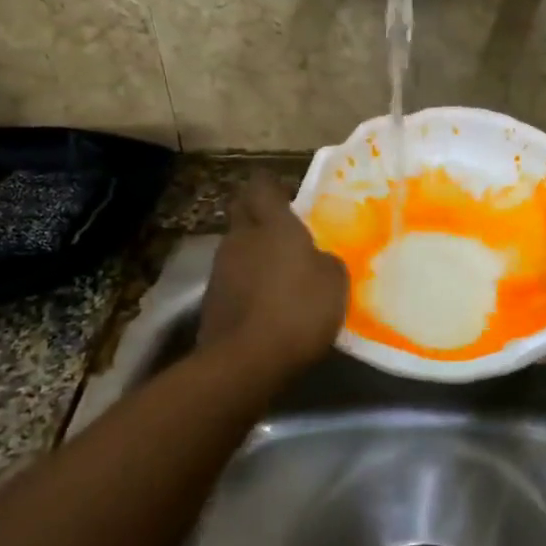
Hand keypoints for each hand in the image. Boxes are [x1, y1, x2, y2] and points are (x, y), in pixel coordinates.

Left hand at [201, 174, 349, 369]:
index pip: (261, 185)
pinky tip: (265, 303)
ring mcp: (220, 268)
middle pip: (242, 211)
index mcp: (272, 224)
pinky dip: (246, 283)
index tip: (287, 195)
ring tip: (278, 272)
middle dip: (258, 214)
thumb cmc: (299, 310)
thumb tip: (317, 260)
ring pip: (236, 246)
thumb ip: (326, 261)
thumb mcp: (334, 282)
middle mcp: (241, 238)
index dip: (271, 185)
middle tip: (283, 230)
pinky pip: (232, 279)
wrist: (247, 360)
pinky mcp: (211, 299)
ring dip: (253, 252)